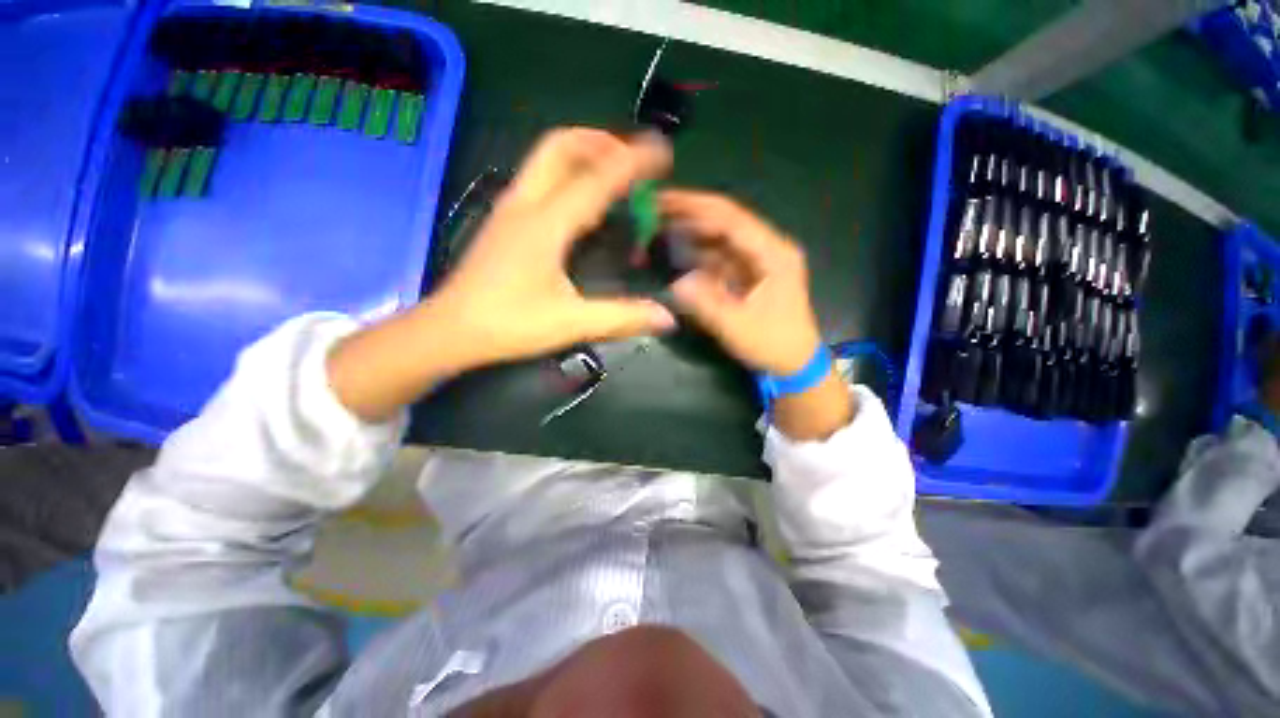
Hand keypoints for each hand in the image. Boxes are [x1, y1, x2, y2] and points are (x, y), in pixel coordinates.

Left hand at [433, 128, 675, 367]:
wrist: (450, 330)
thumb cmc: (508, 324)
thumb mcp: (570, 323)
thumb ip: (621, 317)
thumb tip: (666, 317)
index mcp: (546, 224)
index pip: (596, 178)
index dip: (633, 161)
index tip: (661, 151)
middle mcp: (526, 204)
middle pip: (561, 146)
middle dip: (601, 142)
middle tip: (632, 160)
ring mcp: (511, 209)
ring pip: (547, 158)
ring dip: (584, 154)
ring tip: (614, 174)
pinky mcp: (505, 221)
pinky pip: (540, 179)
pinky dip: (569, 174)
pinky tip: (583, 202)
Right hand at [661, 191, 821, 374]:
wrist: (793, 363)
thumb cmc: (772, 343)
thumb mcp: (737, 326)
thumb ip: (705, 303)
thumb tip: (676, 283)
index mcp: (773, 253)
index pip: (731, 218)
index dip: (695, 206)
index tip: (663, 200)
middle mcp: (767, 248)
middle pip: (725, 221)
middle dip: (690, 214)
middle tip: (654, 209)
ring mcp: (758, 261)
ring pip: (721, 238)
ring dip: (692, 232)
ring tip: (659, 227)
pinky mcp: (749, 274)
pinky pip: (720, 257)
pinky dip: (699, 254)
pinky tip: (678, 253)